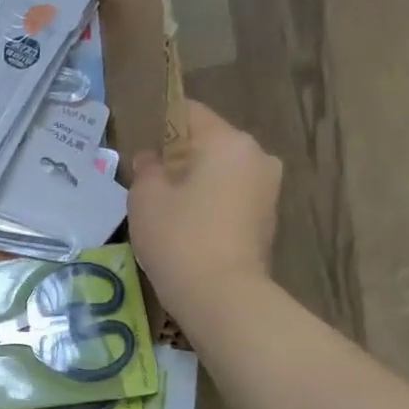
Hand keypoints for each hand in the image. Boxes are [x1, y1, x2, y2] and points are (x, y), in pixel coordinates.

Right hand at [129, 99, 282, 338]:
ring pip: (222, 172)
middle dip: (179, 158)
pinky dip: (211, 205)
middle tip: (149, 185)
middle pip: (209, 143)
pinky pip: (232, 197)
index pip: (189, 113)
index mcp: (227, 141)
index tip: (140, 148)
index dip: (160, 124)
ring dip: (196, 183)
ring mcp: (268, 188)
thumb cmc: (178, 237)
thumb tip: (152, 159)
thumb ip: (146, 169)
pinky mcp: (268, 218)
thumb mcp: (145, 198)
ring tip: (167, 211)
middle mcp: (256, 155)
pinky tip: (188, 228)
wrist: (221, 295)